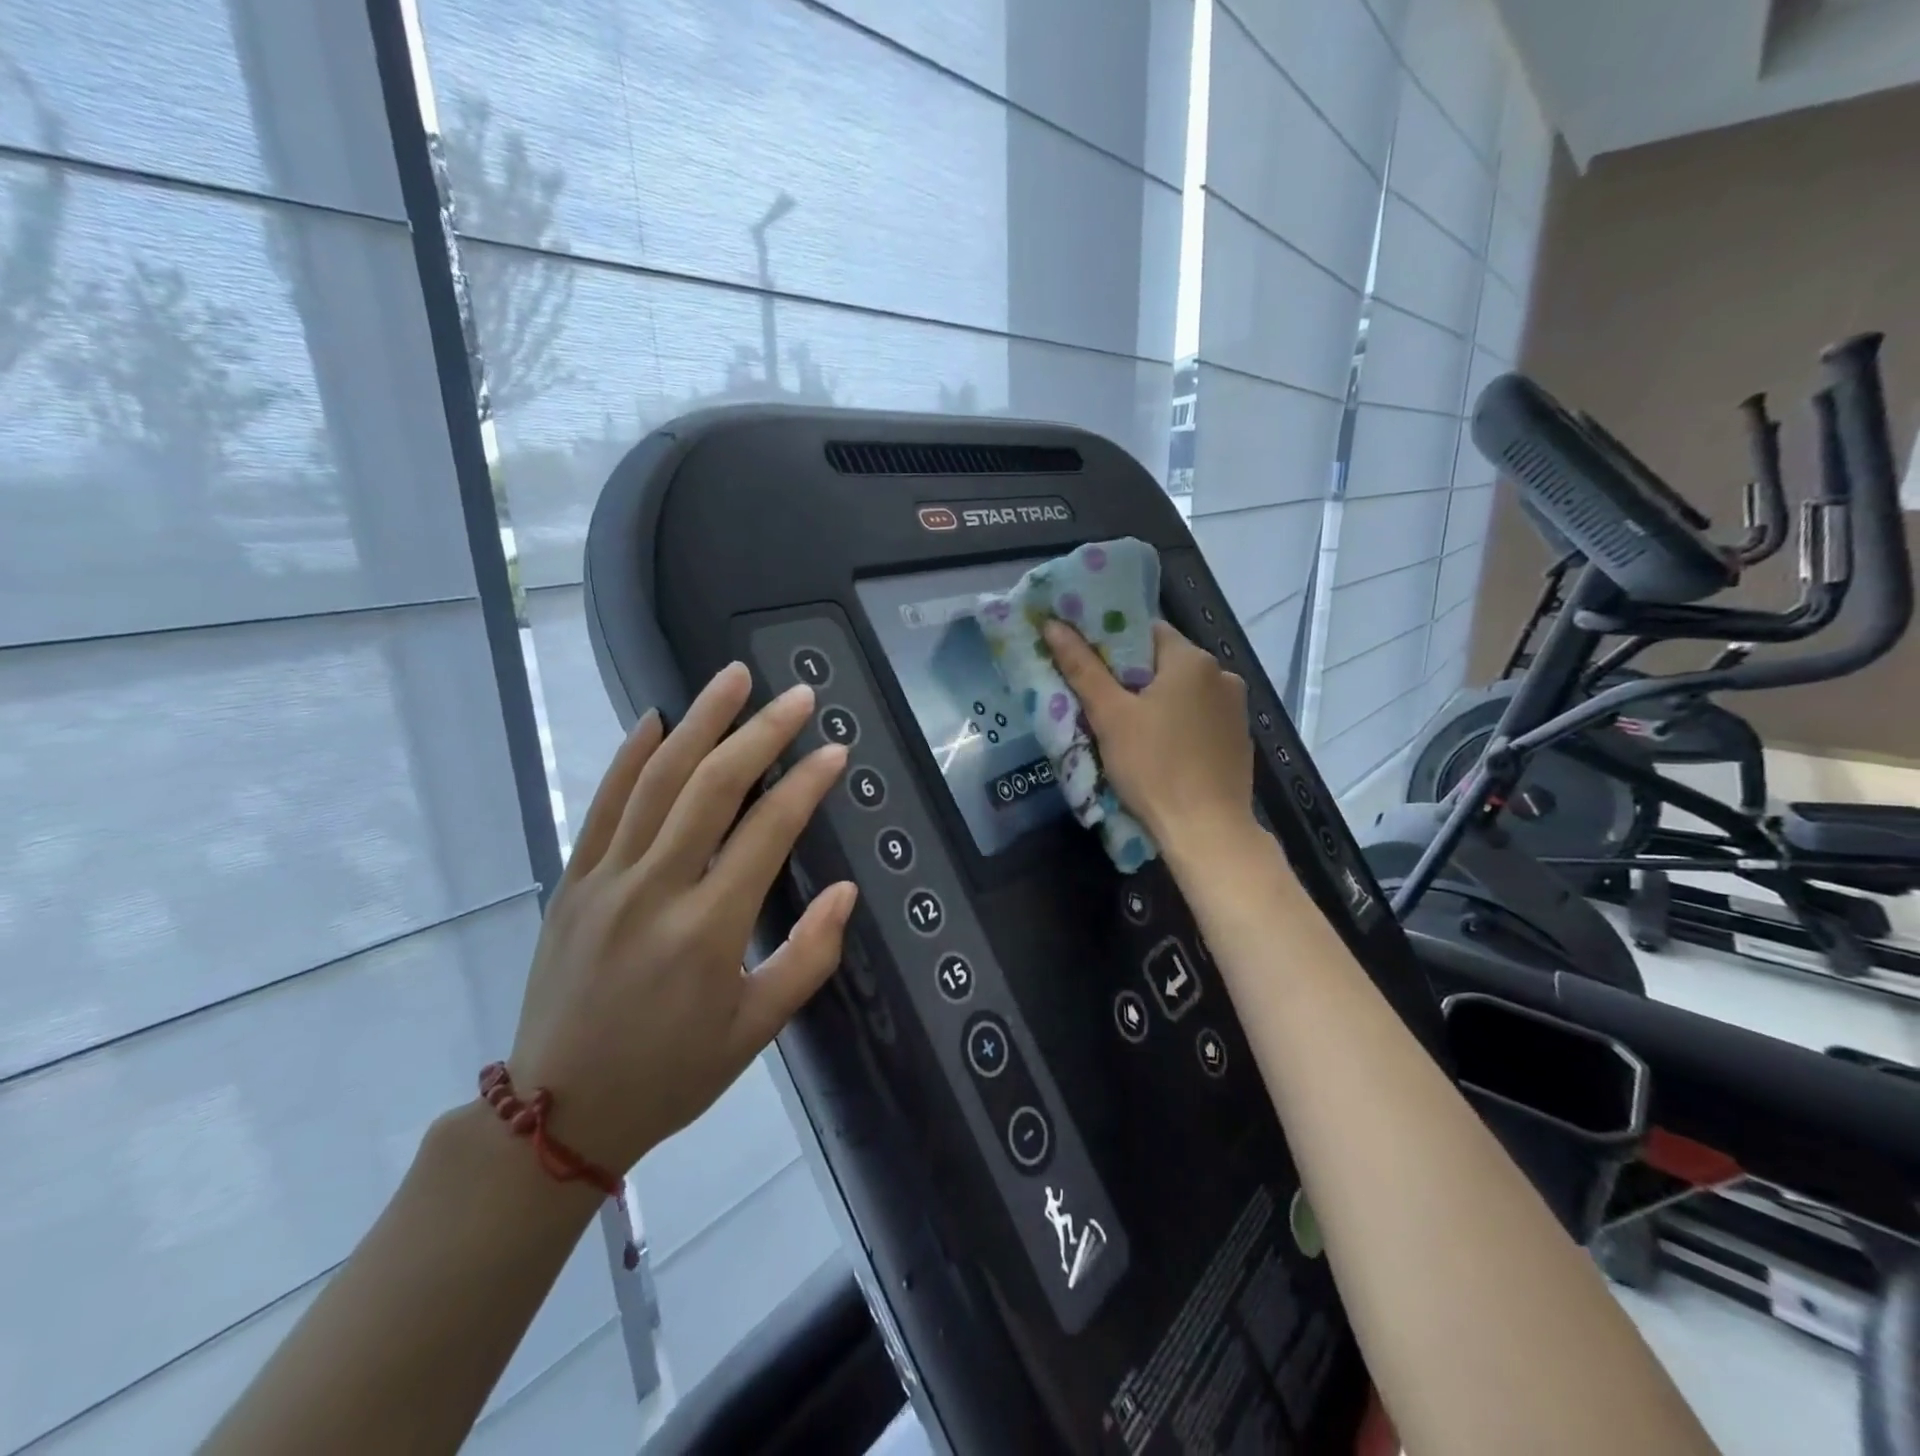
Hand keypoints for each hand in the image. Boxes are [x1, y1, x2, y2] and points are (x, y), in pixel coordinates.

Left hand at [507, 663, 856, 1171]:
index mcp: (708, 930)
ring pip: (656, 780)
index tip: (834, 749)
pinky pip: (601, 805)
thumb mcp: (756, 1030)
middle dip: (760, 732)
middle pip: (712, 787)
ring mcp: (606, 880)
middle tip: (796, 694)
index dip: (806, 783)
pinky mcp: (572, 881)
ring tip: (731, 679)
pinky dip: (629, 757)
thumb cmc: (672, 1074)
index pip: (767, 831)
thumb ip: (809, 957)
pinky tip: (655, 719)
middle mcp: (655, 890)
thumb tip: (846, 891)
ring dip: (699, 723)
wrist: (558, 1115)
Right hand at [1042, 618, 1258, 865]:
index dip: (1113, 643)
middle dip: (1131, 677)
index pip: (1147, 630)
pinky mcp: (1239, 740)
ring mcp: (1236, 709)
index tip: (1088, 664)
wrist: (1207, 831)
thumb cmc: (1154, 767)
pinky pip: (1199, 718)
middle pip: (1165, 662)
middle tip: (1098, 700)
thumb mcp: (1110, 716)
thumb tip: (1053, 624)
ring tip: (1125, 729)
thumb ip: (1082, 667)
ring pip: (1183, 692)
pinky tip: (1159, 750)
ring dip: (1155, 702)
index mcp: (1193, 660)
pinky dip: (1177, 724)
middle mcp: (1222, 675)